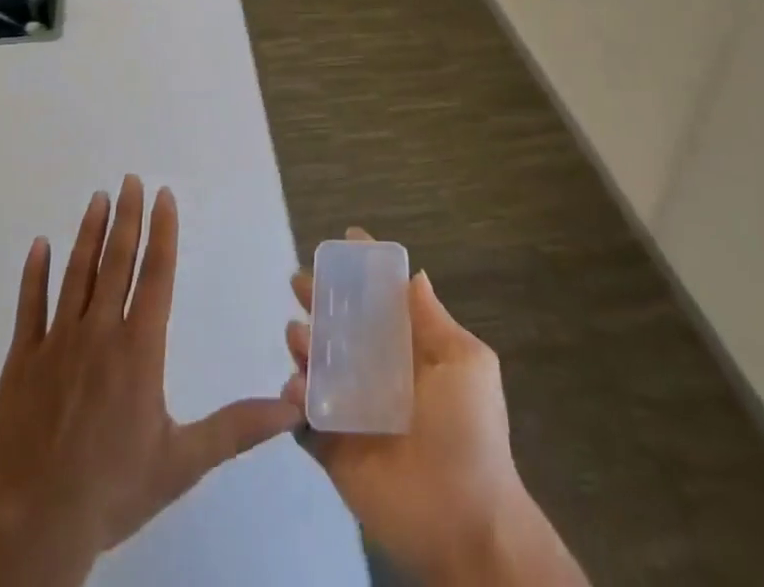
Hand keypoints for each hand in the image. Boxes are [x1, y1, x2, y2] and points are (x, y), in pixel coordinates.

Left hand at [0, 177, 303, 586]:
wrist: (34, 529)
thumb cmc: (113, 490)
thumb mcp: (183, 462)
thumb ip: (236, 428)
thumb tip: (293, 408)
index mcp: (138, 348)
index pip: (155, 274)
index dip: (162, 231)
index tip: (163, 195)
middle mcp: (99, 332)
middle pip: (116, 261)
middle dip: (126, 217)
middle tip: (130, 179)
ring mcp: (56, 342)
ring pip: (76, 273)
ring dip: (88, 233)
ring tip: (97, 197)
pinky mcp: (21, 361)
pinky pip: (29, 307)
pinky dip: (34, 274)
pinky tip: (38, 245)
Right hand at [284, 230, 588, 586]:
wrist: (466, 522)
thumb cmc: (470, 432)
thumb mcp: (465, 363)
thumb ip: (433, 320)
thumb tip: (415, 274)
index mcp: (410, 351)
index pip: (381, 303)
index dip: (362, 272)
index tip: (343, 240)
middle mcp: (379, 374)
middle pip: (342, 328)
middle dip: (319, 301)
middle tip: (298, 283)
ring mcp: (354, 411)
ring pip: (318, 367)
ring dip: (303, 345)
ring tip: (298, 335)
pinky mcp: (333, 449)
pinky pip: (305, 418)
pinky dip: (293, 400)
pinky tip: (294, 387)